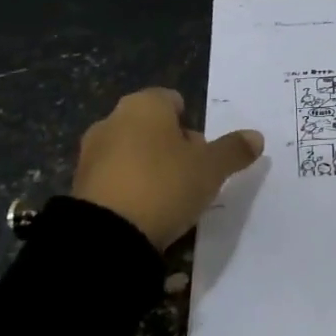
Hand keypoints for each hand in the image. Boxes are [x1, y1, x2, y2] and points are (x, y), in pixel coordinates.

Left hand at [71, 88, 264, 250]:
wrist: (108, 235)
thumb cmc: (164, 185)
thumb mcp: (211, 169)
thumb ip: (233, 150)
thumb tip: (256, 136)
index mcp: (143, 106)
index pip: (172, 100)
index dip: (192, 123)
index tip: (204, 151)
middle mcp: (112, 120)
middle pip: (152, 127)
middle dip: (172, 146)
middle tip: (194, 176)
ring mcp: (91, 152)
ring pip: (132, 152)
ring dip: (151, 168)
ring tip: (172, 198)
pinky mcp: (80, 184)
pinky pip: (115, 178)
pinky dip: (131, 188)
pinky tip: (147, 211)